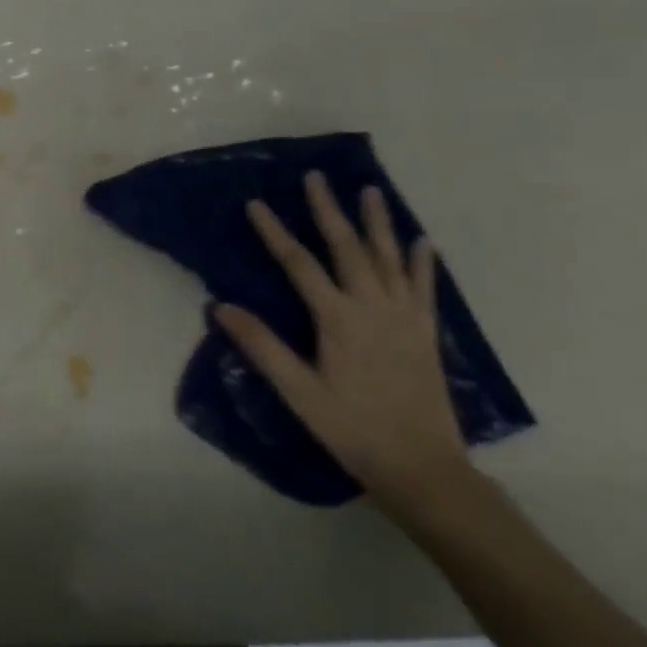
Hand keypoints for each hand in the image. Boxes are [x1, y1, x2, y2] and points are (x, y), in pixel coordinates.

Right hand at [214, 172, 471, 516]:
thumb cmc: (353, 429)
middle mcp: (372, 307)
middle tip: (317, 177)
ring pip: (388, 258)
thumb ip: (261, 346)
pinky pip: (425, 289)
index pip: (299, 264)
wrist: (424, 469)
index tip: (256, 203)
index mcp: (338, 319)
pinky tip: (423, 241)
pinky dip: (422, 263)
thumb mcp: (298, 392)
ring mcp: (404, 317)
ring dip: (378, 222)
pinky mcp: (426, 333)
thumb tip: (220, 306)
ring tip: (371, 190)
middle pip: (347, 248)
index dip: (275, 232)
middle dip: (328, 210)